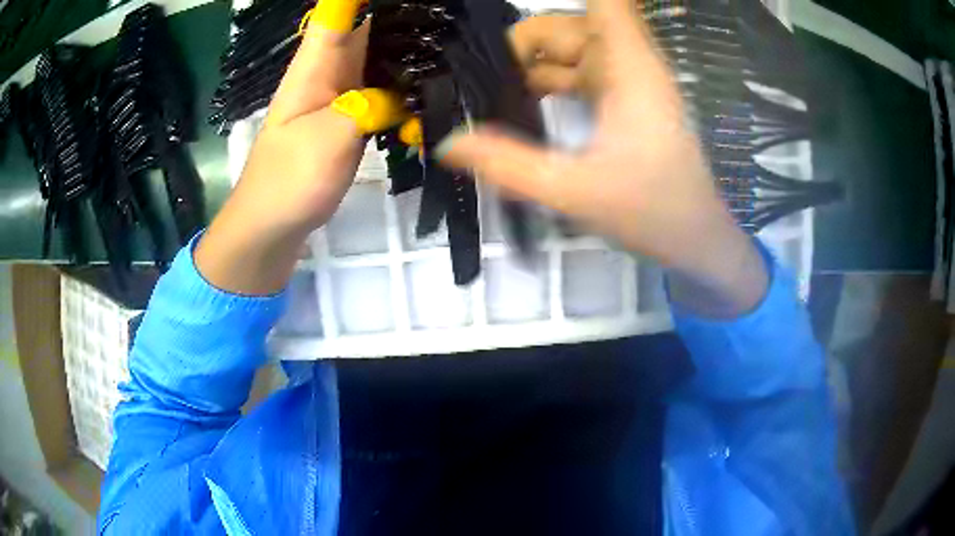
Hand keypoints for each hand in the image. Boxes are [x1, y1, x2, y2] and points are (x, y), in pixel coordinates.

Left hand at [194, 8, 595, 294]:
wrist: (272, 225)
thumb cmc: (287, 182)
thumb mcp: (328, 139)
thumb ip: (368, 107)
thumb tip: (403, 92)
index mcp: (316, 65)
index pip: (338, 11)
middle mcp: (332, 70)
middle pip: (370, 26)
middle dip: (406, 21)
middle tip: (449, 22)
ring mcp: (343, 93)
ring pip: (382, 57)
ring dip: (413, 50)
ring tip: (454, 46)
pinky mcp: (352, 116)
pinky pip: (385, 89)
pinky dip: (409, 86)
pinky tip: (437, 88)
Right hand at [438, 0, 767, 316]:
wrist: (695, 239)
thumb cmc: (653, 212)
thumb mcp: (574, 191)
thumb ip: (509, 165)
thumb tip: (451, 143)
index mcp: (627, 65)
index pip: (605, 0)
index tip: (509, 27)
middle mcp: (627, 61)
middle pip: (565, 23)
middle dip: (521, 45)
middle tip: (485, 84)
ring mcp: (624, 79)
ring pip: (567, 47)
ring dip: (529, 66)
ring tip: (493, 99)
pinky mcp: (621, 98)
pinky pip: (575, 72)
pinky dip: (545, 82)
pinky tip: (520, 107)